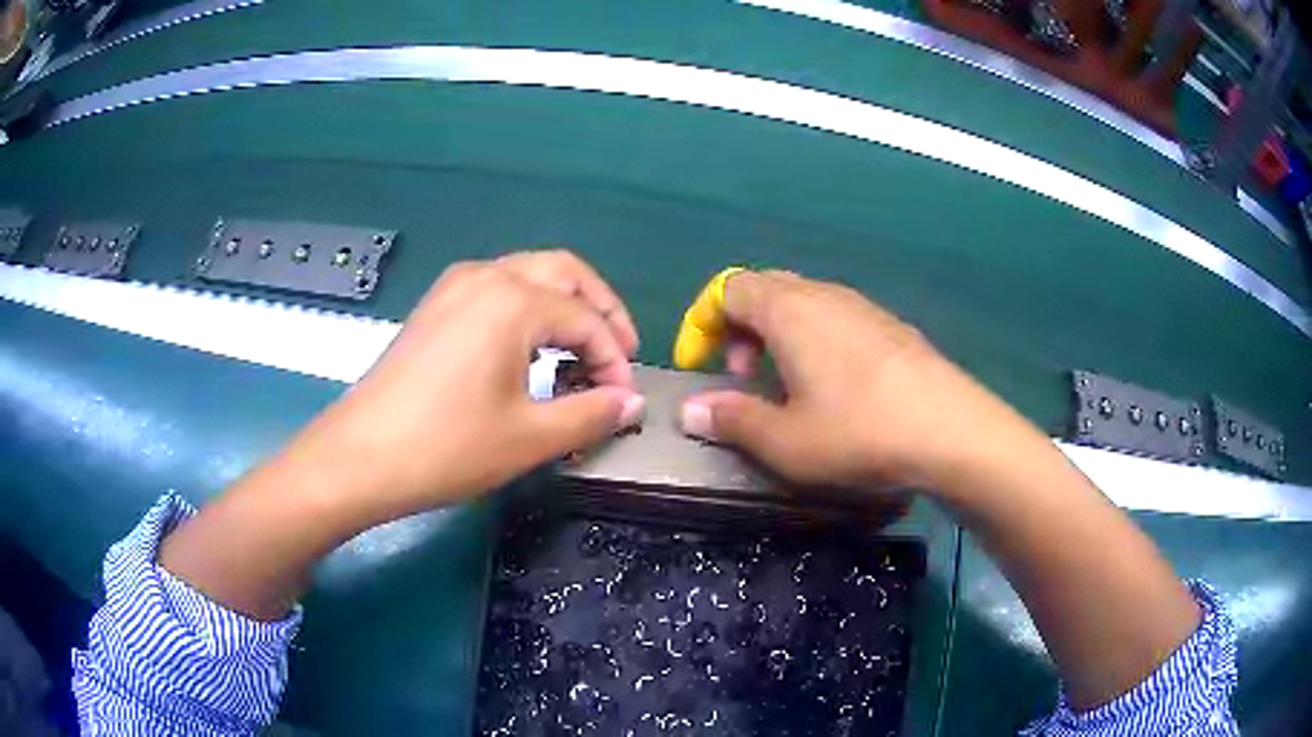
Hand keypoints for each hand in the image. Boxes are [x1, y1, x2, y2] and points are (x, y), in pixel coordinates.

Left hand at [292, 250, 644, 523]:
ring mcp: (454, 287)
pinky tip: (530, 348)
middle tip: (618, 353)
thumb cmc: (447, 447)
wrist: (360, 456)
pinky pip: (497, 289)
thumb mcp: (529, 437)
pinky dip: (529, 308)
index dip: (614, 359)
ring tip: (580, 352)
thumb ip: (591, 413)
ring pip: (528, 274)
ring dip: (564, 305)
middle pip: (564, 272)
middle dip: (600, 309)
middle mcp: (486, 277)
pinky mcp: (435, 306)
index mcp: (513, 301)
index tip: (623, 400)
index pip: (586, 320)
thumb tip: (631, 402)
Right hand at [678, 270, 1025, 490]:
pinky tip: (831, 387)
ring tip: (784, 386)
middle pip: (764, 289)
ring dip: (777, 336)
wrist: (953, 431)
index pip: (728, 288)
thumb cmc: (859, 433)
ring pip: (802, 303)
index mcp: (789, 310)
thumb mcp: (785, 441)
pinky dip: (813, 341)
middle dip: (739, 328)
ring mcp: (862, 307)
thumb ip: (732, 419)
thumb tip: (691, 409)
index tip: (698, 365)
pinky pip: (834, 317)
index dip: (702, 322)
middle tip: (742, 377)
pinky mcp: (890, 326)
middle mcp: (824, 294)